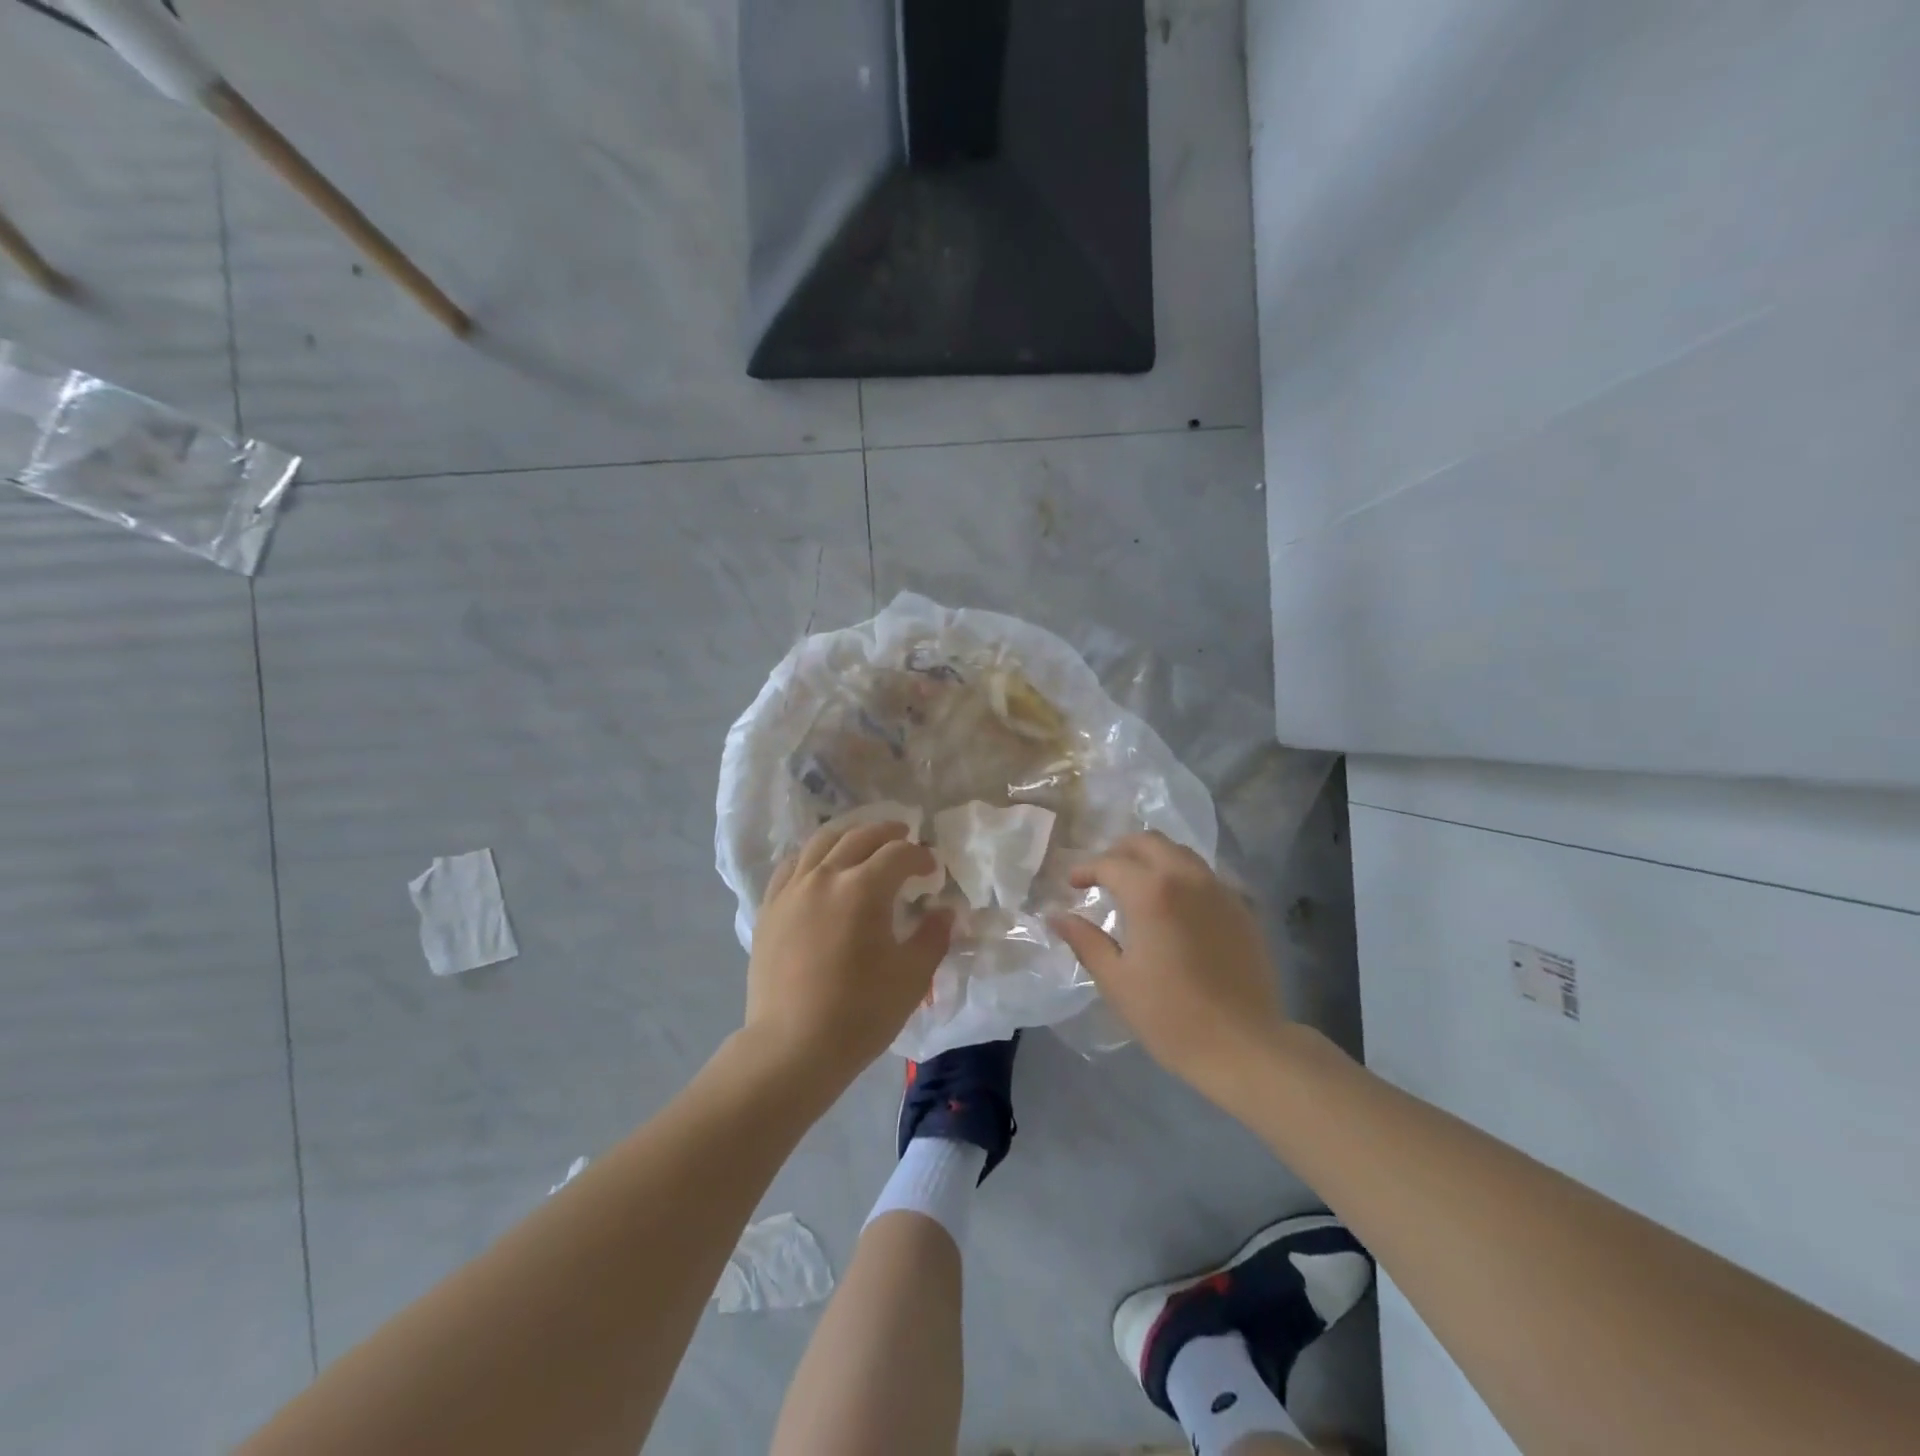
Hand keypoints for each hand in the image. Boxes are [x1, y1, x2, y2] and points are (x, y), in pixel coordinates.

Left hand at [743, 819, 952, 1095]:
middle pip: (859, 837)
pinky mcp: (769, 908)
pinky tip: (820, 867)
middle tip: (904, 838)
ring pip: (821, 842)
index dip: (920, 856)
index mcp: (863, 889)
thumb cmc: (860, 1013)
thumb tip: (943, 912)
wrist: (792, 1047)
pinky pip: (792, 866)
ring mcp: (792, 890)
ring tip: (863, 841)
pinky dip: (813, 856)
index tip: (932, 870)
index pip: (898, 854)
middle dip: (887, 833)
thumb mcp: (911, 977)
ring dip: (849, 835)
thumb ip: (933, 937)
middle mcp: (825, 876)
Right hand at [1049, 831, 1287, 1099]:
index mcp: (1151, 892)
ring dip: (1154, 858)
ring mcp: (1220, 891)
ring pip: (1182, 853)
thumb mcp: (1116, 980)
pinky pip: (1207, 876)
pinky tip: (1176, 905)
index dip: (1086, 869)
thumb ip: (1085, 940)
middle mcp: (1187, 878)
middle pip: (1150, 842)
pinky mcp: (1243, 909)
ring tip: (1138, 884)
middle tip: (1103, 873)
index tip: (1073, 883)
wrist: (1244, 1046)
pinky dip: (1183, 877)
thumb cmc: (1170, 1016)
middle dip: (1121, 851)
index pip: (1111, 863)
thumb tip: (1057, 916)